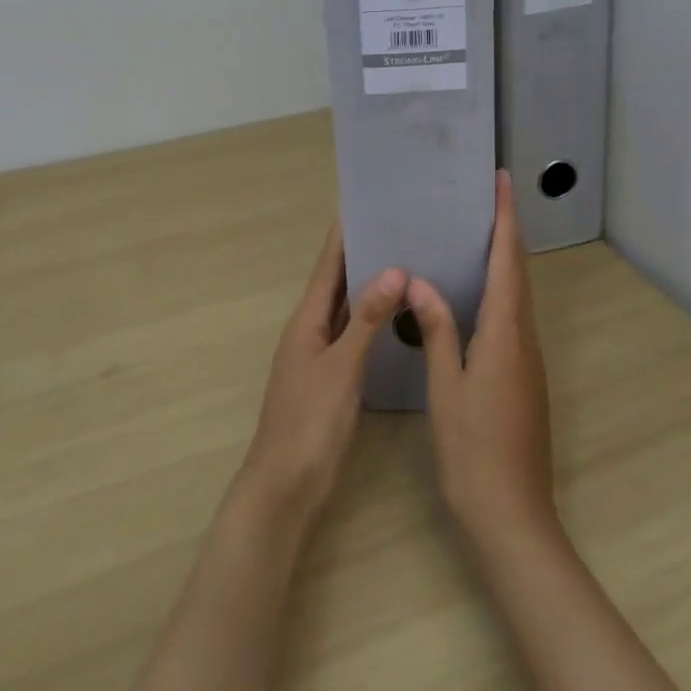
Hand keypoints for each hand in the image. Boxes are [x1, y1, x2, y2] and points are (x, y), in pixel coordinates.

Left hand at [237, 221, 406, 527]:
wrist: (285, 489)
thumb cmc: (310, 423)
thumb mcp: (342, 367)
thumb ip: (367, 319)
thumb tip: (394, 268)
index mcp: (307, 320)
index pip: (328, 264)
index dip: (343, 233)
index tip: (364, 201)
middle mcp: (311, 330)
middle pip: (338, 282)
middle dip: (362, 253)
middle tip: (398, 225)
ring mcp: (321, 355)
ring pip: (347, 309)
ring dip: (369, 285)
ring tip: (405, 258)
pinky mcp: (333, 379)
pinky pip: (355, 335)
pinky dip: (373, 319)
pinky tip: (397, 316)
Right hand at [407, 172, 556, 547]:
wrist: (513, 518)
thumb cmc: (473, 451)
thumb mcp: (446, 387)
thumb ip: (437, 329)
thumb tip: (421, 280)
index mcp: (505, 333)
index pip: (508, 261)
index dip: (506, 218)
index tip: (502, 181)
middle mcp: (524, 338)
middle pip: (518, 271)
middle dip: (507, 229)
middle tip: (486, 196)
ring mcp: (528, 360)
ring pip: (518, 295)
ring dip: (505, 258)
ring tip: (477, 232)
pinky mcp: (525, 377)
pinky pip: (513, 317)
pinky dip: (500, 289)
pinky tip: (476, 293)